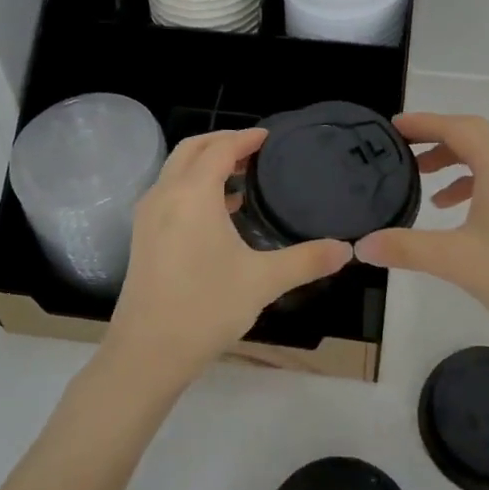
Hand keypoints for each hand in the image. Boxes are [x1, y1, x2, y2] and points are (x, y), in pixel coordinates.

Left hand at [103, 129, 351, 385]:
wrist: (147, 353)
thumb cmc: (206, 308)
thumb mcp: (263, 281)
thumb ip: (307, 260)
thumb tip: (346, 250)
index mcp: (192, 194)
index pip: (220, 149)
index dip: (246, 138)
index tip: (269, 136)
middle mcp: (165, 195)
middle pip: (191, 149)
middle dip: (221, 142)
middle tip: (254, 149)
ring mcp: (148, 216)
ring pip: (175, 170)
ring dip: (205, 163)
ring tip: (241, 176)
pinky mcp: (142, 237)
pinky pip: (169, 193)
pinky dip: (192, 186)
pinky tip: (219, 211)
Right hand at [356, 113, 488, 344]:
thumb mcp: (456, 260)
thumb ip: (406, 248)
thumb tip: (362, 245)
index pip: (458, 128)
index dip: (424, 123)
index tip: (393, 126)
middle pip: (475, 136)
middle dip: (437, 139)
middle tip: (403, 150)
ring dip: (455, 162)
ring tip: (424, 184)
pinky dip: (474, 183)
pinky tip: (457, 211)